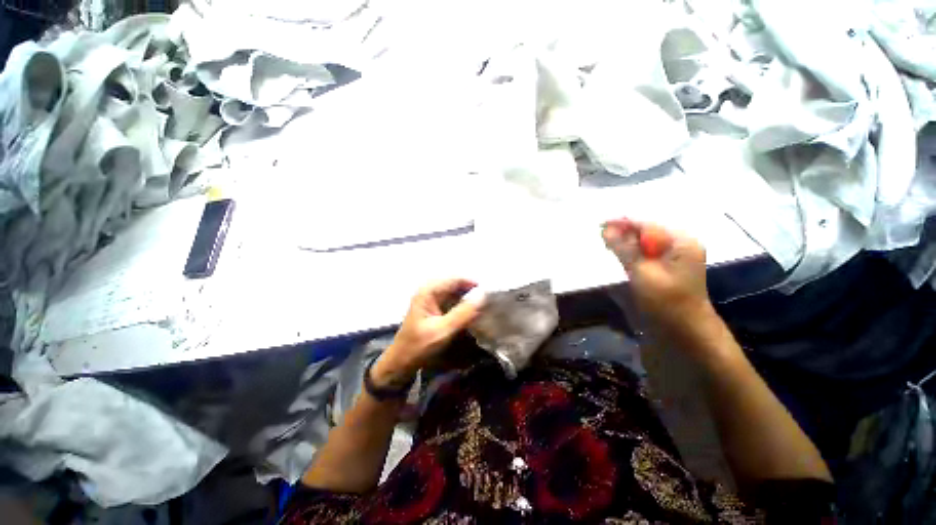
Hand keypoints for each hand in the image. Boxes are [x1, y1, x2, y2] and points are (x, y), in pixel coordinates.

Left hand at [372, 279, 484, 387]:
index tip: (491, 294)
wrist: (401, 361)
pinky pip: (453, 301)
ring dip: (470, 298)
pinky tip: (474, 312)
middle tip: (491, 301)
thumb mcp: (442, 330)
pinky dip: (464, 305)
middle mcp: (431, 290)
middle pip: (457, 284)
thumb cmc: (418, 346)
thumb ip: (463, 313)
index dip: (474, 284)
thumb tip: (483, 296)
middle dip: (473, 291)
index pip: (456, 279)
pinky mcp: (436, 308)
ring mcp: (433, 298)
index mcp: (429, 291)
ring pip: (457, 292)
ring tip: (486, 306)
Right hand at [602, 218, 714, 345]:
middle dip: (622, 234)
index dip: (622, 222)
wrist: (684, 335)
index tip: (598, 224)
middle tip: (600, 239)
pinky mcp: (663, 270)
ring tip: (605, 247)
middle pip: (645, 232)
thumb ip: (624, 249)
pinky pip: (643, 256)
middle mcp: (677, 246)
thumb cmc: (666, 303)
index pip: (646, 223)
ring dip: (623, 245)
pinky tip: (617, 259)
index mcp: (680, 241)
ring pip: (642, 244)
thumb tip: (606, 228)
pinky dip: (628, 256)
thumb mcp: (643, 272)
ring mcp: (671, 259)